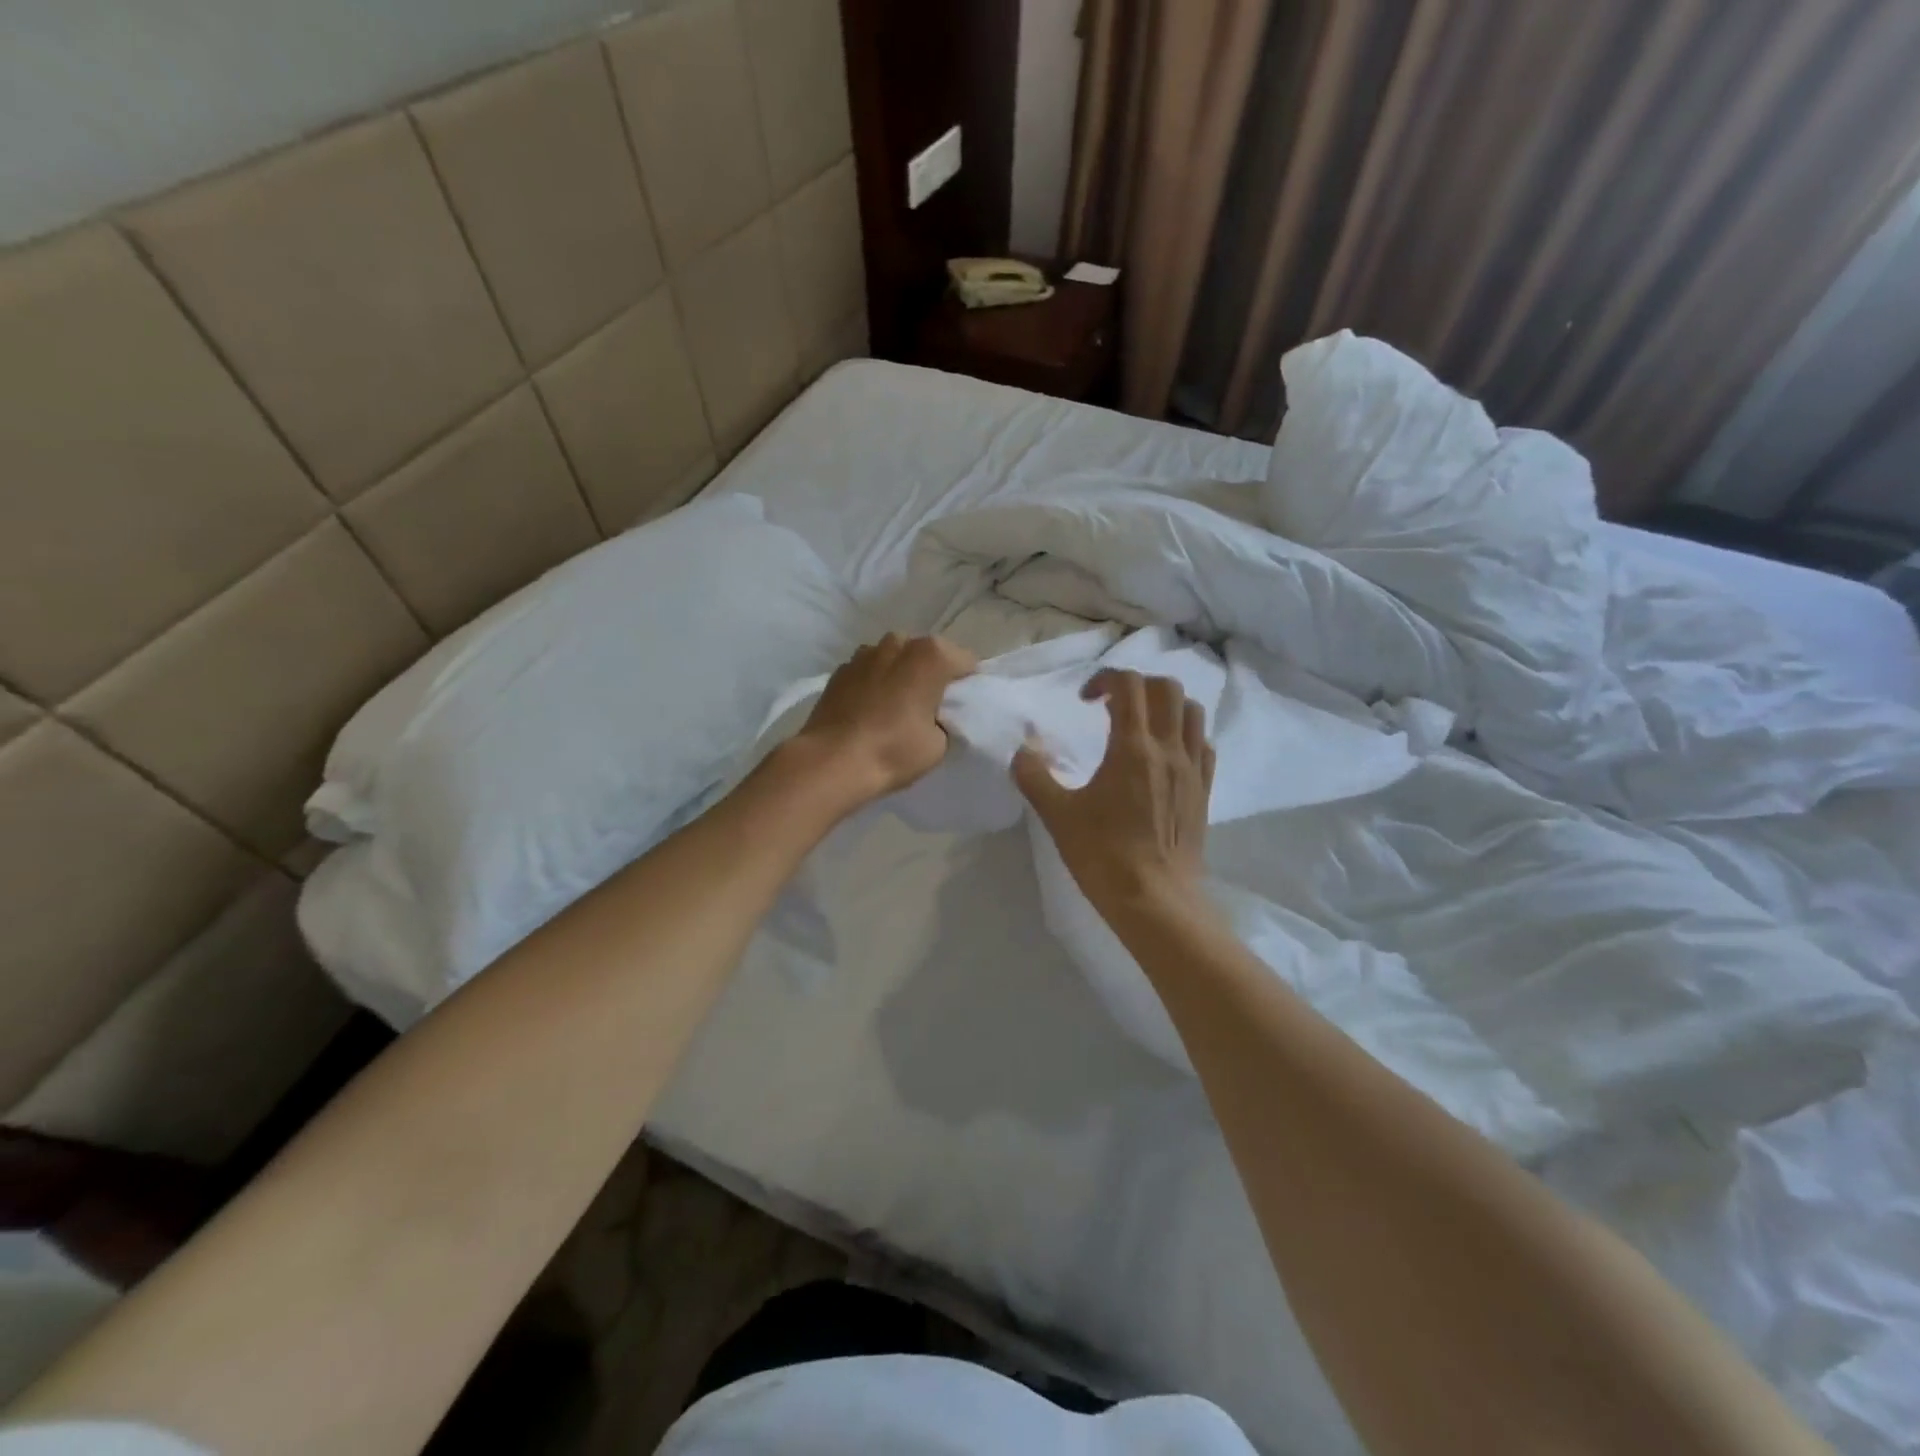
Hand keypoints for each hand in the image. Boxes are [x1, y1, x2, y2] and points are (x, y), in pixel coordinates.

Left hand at [788, 633, 976, 810]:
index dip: (967, 684)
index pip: (965, 662)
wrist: (831, 761)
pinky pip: (868, 672)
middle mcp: (898, 643)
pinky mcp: (840, 670)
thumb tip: (932, 715)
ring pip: (894, 659)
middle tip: (929, 707)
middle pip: (926, 654)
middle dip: (930, 674)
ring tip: (895, 707)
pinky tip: (869, 710)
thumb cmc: (893, 750)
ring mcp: (864, 653)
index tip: (960, 707)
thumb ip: (943, 719)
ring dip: (899, 675)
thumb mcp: (939, 744)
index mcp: (930, 655)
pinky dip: (873, 684)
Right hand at [1012, 670, 1214, 912]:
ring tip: (1140, 725)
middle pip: (1166, 688)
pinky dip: (1184, 734)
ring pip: (1191, 711)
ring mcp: (1193, 769)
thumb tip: (1022, 752)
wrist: (1156, 900)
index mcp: (1133, 748)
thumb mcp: (1058, 815)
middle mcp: (1169, 749)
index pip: (1130, 685)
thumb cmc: (1104, 855)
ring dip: (1165, 705)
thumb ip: (1034, 777)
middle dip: (1137, 685)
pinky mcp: (1205, 790)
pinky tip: (1164, 755)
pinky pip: (1203, 744)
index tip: (1085, 700)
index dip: (1105, 679)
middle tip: (1112, 706)